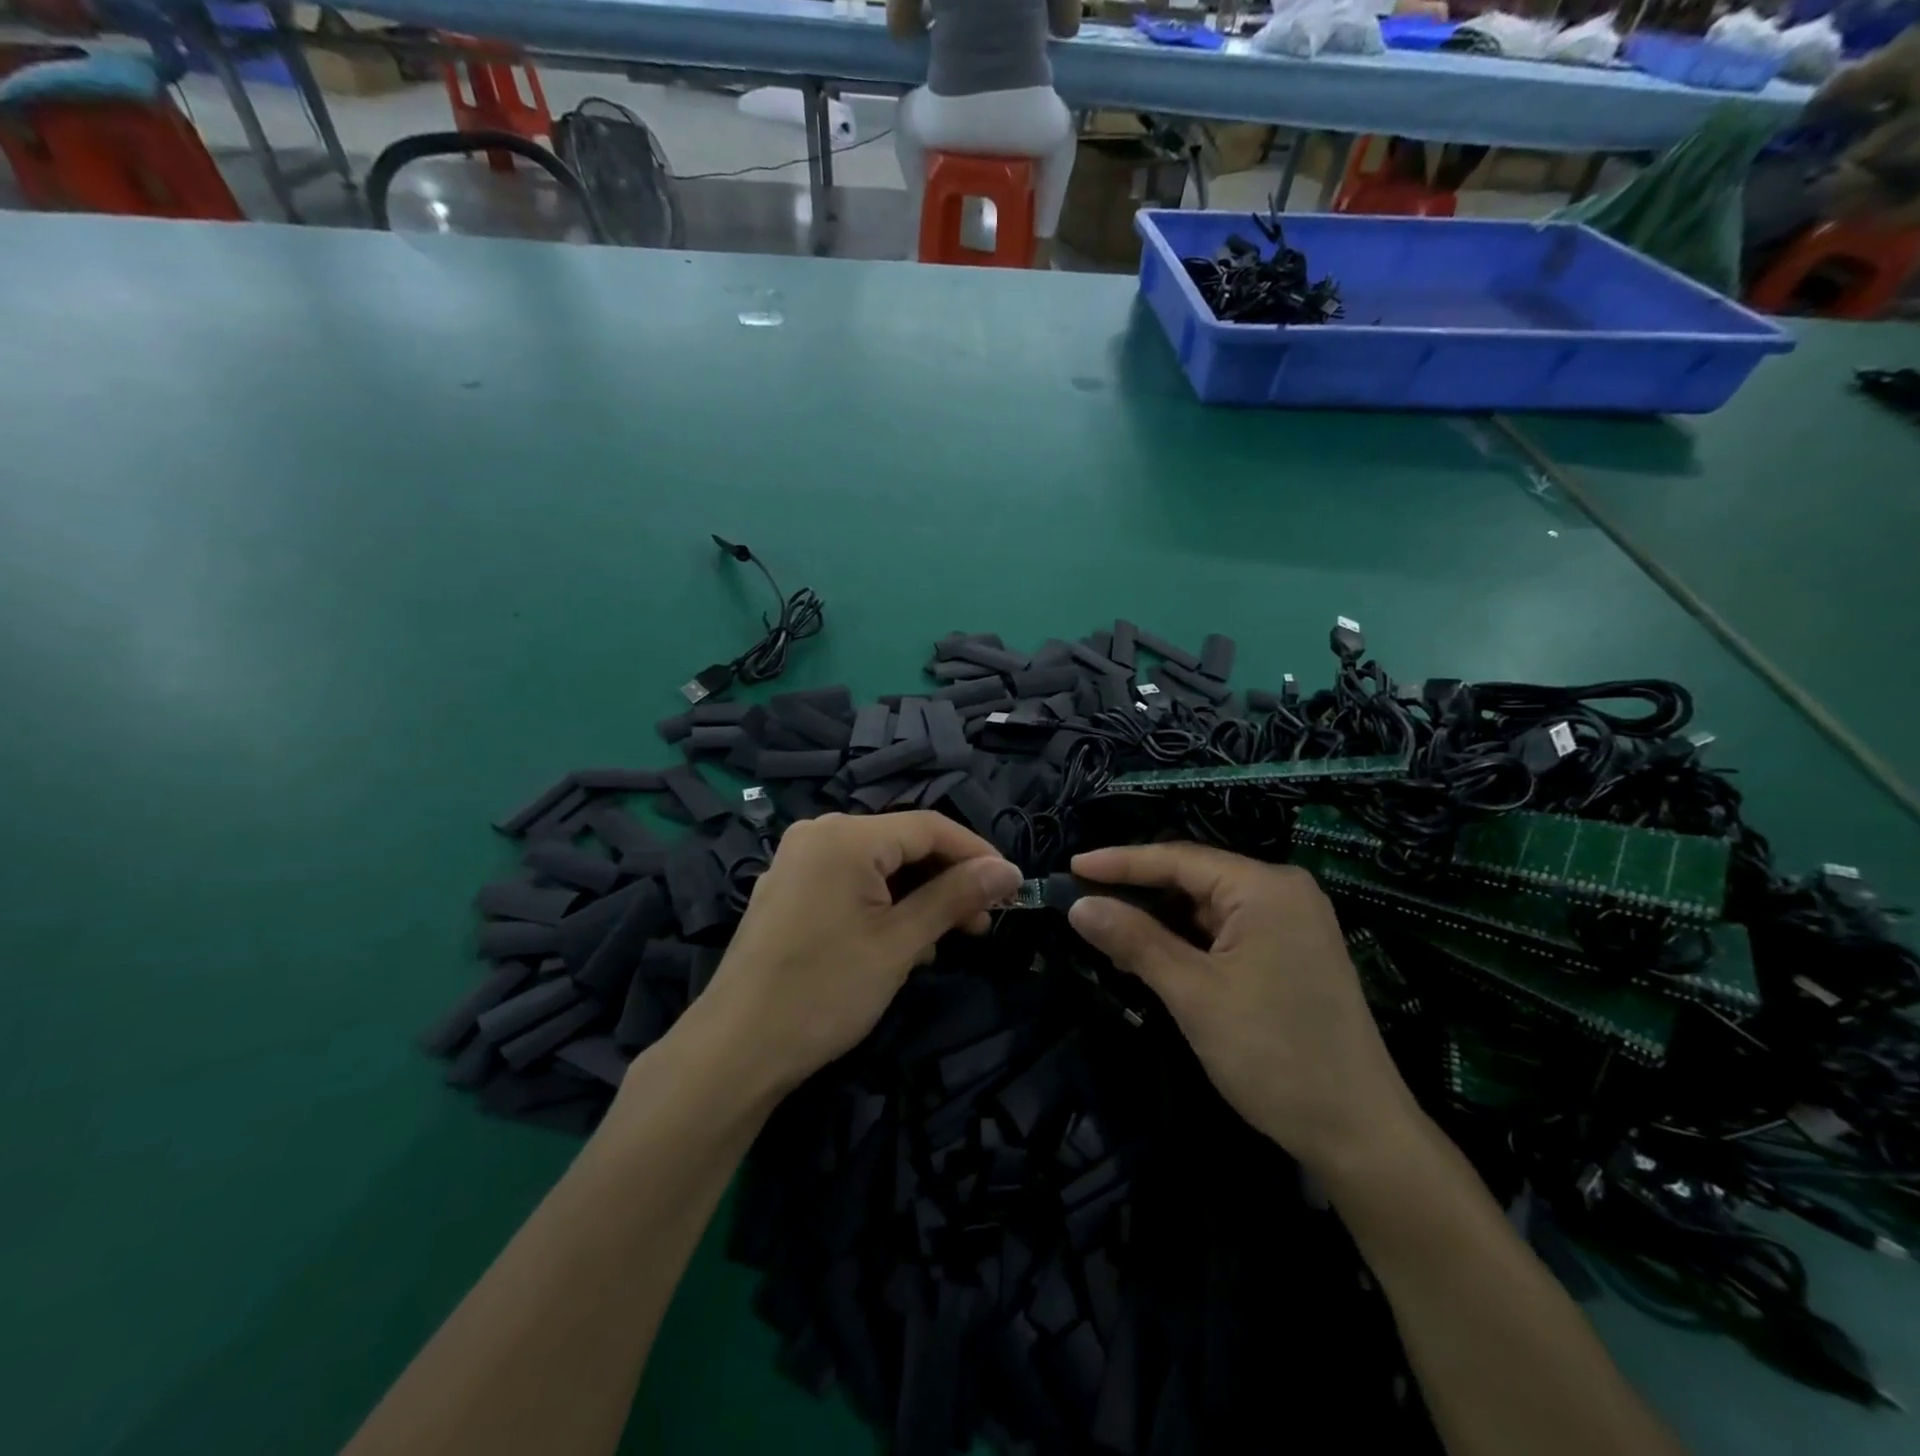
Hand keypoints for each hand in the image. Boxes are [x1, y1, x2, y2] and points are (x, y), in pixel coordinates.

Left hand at [697, 812, 1021, 1095]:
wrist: (737, 1049)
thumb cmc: (825, 991)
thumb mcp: (901, 943)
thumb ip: (955, 896)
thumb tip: (1008, 870)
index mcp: (845, 835)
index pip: (929, 827)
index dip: (976, 853)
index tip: (1011, 886)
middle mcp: (818, 834)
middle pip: (902, 844)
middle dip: (946, 880)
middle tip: (981, 924)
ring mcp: (798, 861)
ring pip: (878, 866)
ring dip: (917, 897)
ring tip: (941, 942)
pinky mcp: (789, 890)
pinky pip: (850, 881)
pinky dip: (883, 905)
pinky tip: (901, 943)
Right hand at [1066, 842, 1418, 1176]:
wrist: (1359, 1134)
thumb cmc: (1273, 1054)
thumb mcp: (1194, 994)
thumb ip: (1135, 941)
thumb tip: (1080, 906)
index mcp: (1265, 887)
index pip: (1179, 859)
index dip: (1121, 862)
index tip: (1072, 864)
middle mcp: (1283, 892)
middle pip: (1195, 878)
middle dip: (1139, 891)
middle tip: (1085, 901)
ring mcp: (1292, 924)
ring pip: (1209, 907)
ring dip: (1161, 920)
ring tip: (1109, 929)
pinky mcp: (1292, 954)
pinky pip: (1227, 931)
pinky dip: (1188, 940)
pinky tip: (1154, 954)